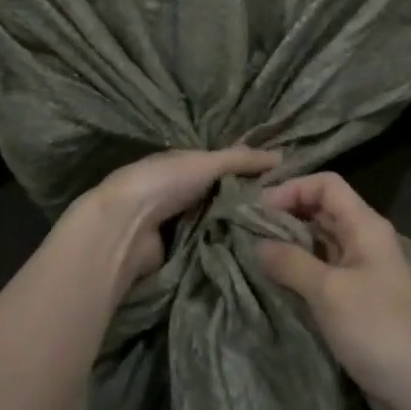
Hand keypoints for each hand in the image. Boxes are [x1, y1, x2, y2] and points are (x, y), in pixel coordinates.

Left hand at [69, 146, 278, 291]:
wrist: (125, 229)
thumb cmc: (163, 183)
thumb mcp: (206, 163)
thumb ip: (241, 160)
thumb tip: (281, 156)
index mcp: (182, 165)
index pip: (222, 166)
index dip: (248, 172)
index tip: (282, 183)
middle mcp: (179, 192)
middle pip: (221, 197)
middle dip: (246, 203)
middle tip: (286, 213)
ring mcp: (177, 224)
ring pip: (217, 223)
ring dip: (237, 228)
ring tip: (276, 234)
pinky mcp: (178, 253)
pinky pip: (209, 247)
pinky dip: (225, 247)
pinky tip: (254, 252)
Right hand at [257, 173, 410, 409]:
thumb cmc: (380, 331)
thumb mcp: (330, 292)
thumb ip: (291, 262)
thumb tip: (257, 244)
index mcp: (365, 226)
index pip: (326, 185)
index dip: (291, 188)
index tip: (256, 210)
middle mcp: (364, 242)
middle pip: (321, 211)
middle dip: (284, 216)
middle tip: (243, 231)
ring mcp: (361, 275)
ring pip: (318, 245)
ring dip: (288, 246)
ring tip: (250, 256)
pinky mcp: (356, 305)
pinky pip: (321, 276)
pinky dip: (297, 275)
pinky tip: (272, 285)